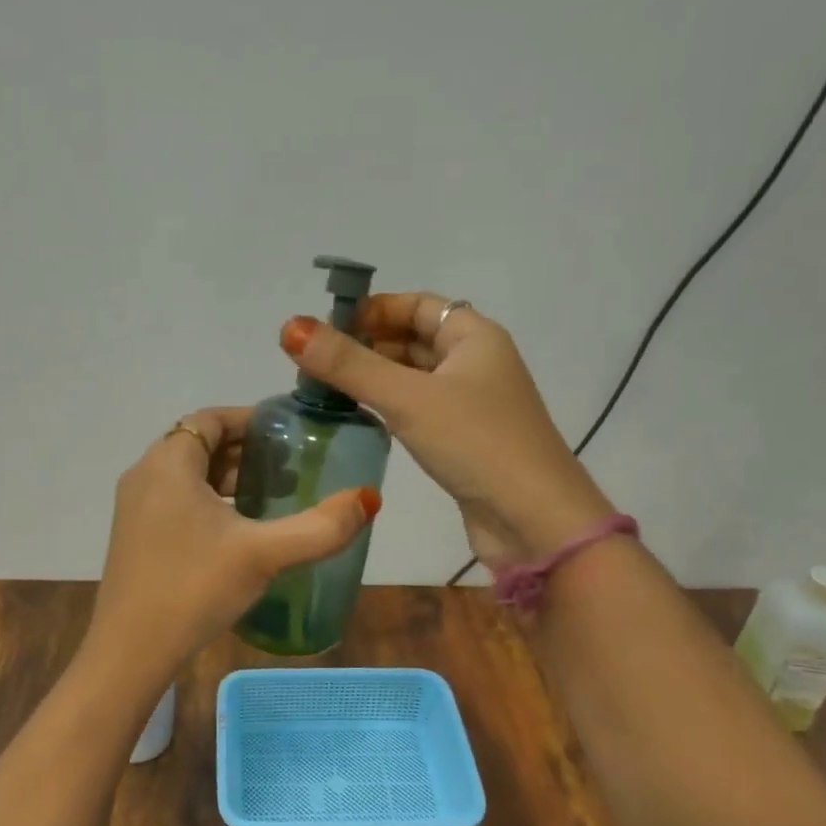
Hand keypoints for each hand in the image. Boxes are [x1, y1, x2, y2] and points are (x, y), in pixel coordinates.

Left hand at [84, 406, 381, 687]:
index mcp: (168, 464)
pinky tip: (238, 531)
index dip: (250, 420)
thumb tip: (368, 499)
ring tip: (272, 496)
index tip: (289, 435)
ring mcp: (135, 507)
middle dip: (245, 451)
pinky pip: (176, 499)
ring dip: (228, 478)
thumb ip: (319, 527)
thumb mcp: (263, 554)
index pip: (210, 418)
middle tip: (290, 468)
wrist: (130, 652)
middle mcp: (145, 475)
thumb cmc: (194, 588)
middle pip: (199, 443)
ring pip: (187, 474)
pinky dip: (209, 501)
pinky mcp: (135, 535)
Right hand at [280, 296, 610, 567]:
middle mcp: (477, 363)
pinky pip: (420, 409)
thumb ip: (349, 365)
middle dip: (368, 344)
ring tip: (326, 388)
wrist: (535, 520)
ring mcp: (473, 404)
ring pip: (415, 377)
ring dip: (375, 378)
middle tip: (317, 361)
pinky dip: (390, 406)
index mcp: (475, 337)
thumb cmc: (476, 443)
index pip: (418, 304)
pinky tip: (360, 417)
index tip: (328, 327)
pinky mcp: (465, 440)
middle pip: (415, 339)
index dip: (375, 309)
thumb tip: (291, 327)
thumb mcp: (408, 398)